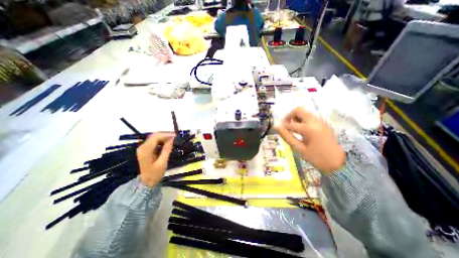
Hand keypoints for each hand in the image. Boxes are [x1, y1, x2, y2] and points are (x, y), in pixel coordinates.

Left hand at [135, 133, 174, 186]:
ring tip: (173, 139)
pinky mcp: (145, 150)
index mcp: (146, 150)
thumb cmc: (155, 174)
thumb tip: (172, 139)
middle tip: (176, 137)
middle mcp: (142, 147)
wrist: (145, 183)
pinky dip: (161, 140)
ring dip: (164, 137)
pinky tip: (167, 143)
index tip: (176, 136)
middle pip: (154, 135)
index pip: (156, 137)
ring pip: (154, 137)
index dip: (167, 134)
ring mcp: (143, 148)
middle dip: (166, 134)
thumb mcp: (162, 162)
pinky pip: (153, 141)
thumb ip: (167, 149)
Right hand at [275, 106, 343, 172]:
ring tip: (292, 128)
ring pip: (304, 112)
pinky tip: (301, 129)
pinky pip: (309, 116)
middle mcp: (315, 121)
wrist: (338, 163)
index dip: (282, 127)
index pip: (290, 124)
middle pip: (298, 110)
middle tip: (285, 125)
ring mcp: (320, 121)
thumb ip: (287, 137)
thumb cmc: (316, 158)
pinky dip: (302, 119)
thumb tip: (276, 127)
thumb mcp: (299, 149)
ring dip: (296, 117)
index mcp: (309, 129)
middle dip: (289, 116)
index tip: (278, 130)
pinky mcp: (323, 123)